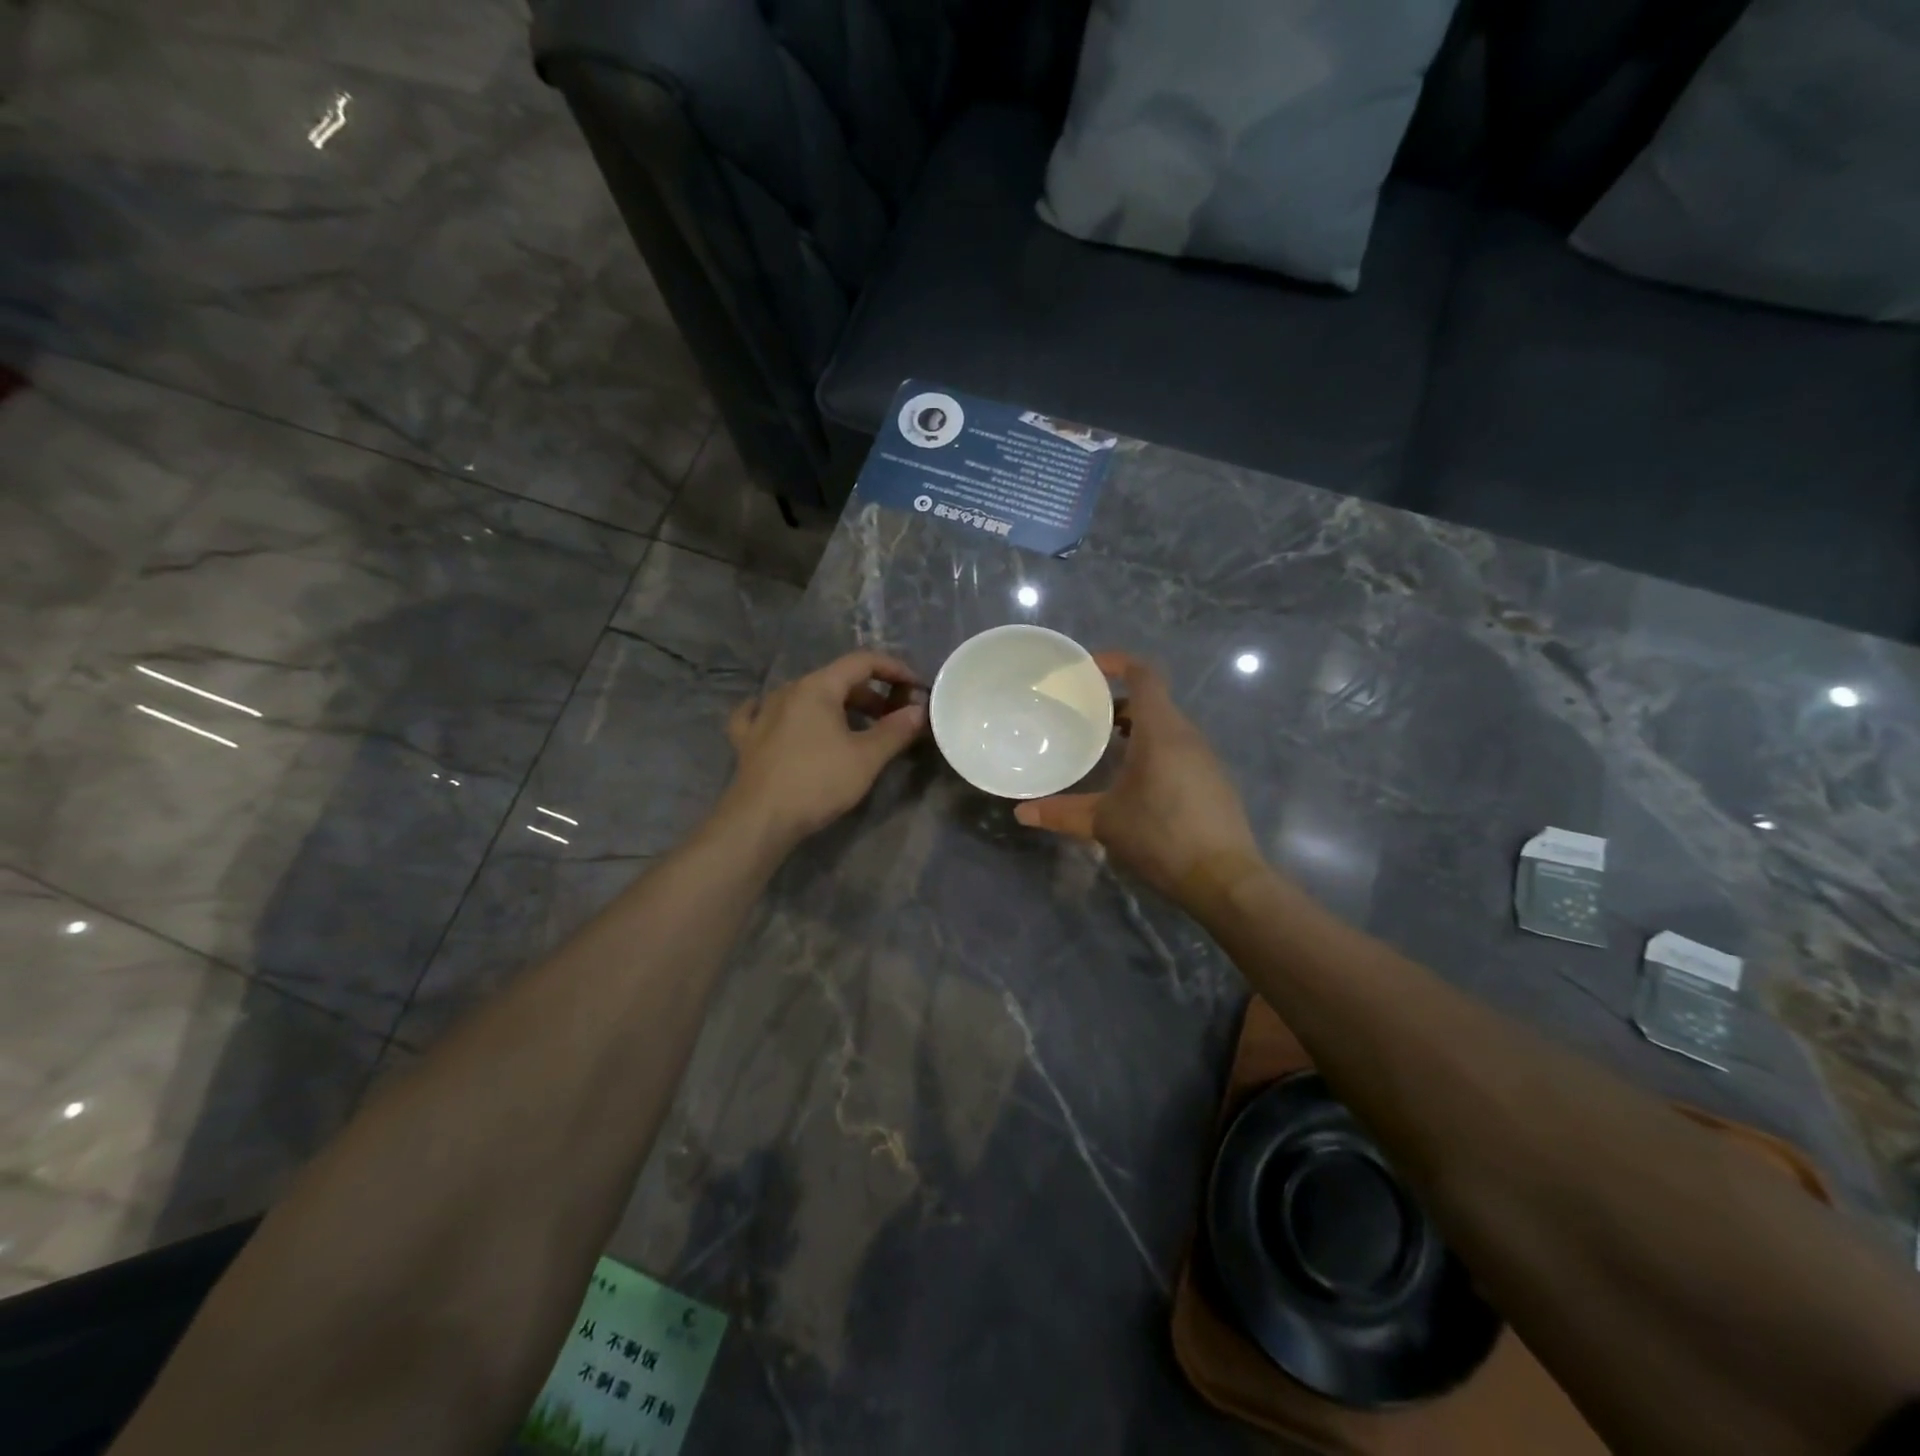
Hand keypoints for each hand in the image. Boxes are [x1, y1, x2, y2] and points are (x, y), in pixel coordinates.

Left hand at [717, 650, 925, 848]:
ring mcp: (763, 713)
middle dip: (870, 694)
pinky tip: (780, 717)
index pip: (862, 662)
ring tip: (856, 728)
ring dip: (836, 706)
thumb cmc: (818, 782)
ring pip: (806, 697)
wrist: (760, 819)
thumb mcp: (867, 758)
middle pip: (836, 680)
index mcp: (818, 687)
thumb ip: (896, 730)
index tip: (915, 687)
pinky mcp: (747, 738)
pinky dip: (784, 714)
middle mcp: (788, 691)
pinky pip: (765, 714)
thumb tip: (918, 710)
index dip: (893, 669)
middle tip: (894, 718)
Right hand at [1014, 652, 1261, 905]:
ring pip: (1168, 726)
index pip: (1144, 675)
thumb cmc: (1160, 837)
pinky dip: (1154, 748)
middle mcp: (1187, 735)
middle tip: (1086, 715)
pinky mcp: (1213, 780)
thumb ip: (1061, 813)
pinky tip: (1136, 781)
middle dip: (1119, 701)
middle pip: (1154, 700)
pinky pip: (1179, 748)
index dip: (1117, 662)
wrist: (1224, 879)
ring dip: (1137, 727)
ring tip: (1105, 746)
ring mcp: (1205, 758)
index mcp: (1161, 731)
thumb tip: (1022, 813)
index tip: (1089, 668)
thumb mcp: (1104, 823)